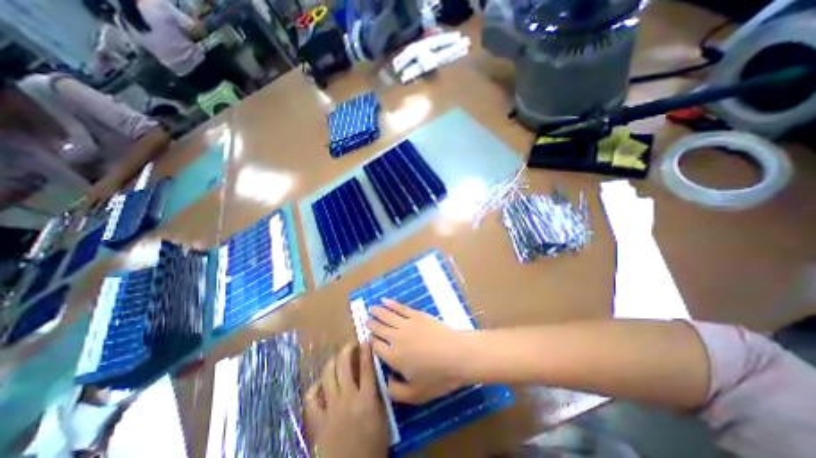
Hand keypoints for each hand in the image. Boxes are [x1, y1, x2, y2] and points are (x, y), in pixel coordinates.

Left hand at [306, 342, 388, 454]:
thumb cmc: (372, 447)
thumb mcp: (382, 419)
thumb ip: (379, 396)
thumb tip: (375, 376)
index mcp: (366, 399)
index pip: (366, 367)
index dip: (366, 350)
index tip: (366, 339)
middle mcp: (347, 399)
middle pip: (344, 366)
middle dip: (347, 350)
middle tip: (351, 345)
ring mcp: (330, 409)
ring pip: (327, 376)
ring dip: (332, 362)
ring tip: (337, 358)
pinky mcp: (317, 421)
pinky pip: (311, 398)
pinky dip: (315, 387)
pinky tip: (321, 383)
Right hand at [367, 301, 468, 404]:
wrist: (457, 354)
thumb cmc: (438, 377)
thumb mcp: (416, 394)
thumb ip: (396, 391)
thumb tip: (384, 382)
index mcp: (393, 357)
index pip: (376, 347)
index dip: (370, 342)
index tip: (367, 338)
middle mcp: (396, 338)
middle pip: (380, 329)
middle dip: (371, 324)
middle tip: (364, 319)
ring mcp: (406, 324)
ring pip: (387, 316)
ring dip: (378, 312)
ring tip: (370, 308)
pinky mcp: (417, 315)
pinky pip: (401, 308)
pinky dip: (392, 304)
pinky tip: (385, 301)